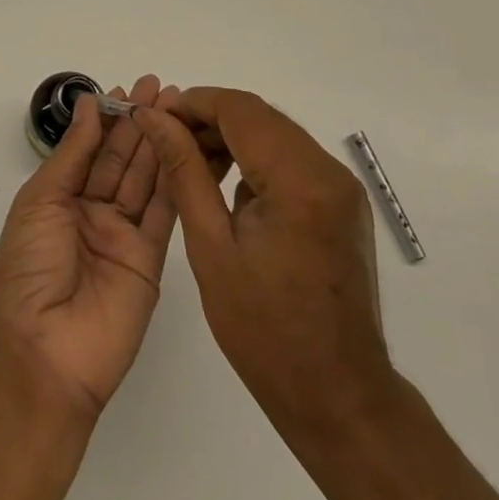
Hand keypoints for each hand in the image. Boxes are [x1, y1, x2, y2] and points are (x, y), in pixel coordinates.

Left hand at [0, 75, 181, 420]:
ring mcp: (123, 236)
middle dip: (140, 122)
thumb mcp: (41, 201)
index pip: (91, 148)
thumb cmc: (29, 269)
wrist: (45, 353)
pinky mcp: (151, 259)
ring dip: (160, 142)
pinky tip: (186, 146)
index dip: (109, 118)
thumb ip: (72, 153)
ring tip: (178, 105)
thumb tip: (87, 104)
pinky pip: (164, 211)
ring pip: (146, 178)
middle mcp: (93, 212)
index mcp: (60, 198)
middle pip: (122, 159)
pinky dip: (175, 178)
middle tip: (162, 87)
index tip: (129, 88)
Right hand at [135, 87, 390, 430]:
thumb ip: (184, 173)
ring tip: (191, 166)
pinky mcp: (343, 202)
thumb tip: (155, 119)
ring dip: (232, 138)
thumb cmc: (265, 333)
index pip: (240, 110)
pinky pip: (292, 159)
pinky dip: (256, 160)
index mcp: (299, 182)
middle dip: (209, 119)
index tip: (155, 117)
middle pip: (260, 116)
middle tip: (166, 141)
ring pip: (276, 134)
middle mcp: (328, 171)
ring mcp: (342, 186)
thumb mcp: (211, 249)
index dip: (193, 103)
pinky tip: (228, 190)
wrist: (339, 396)